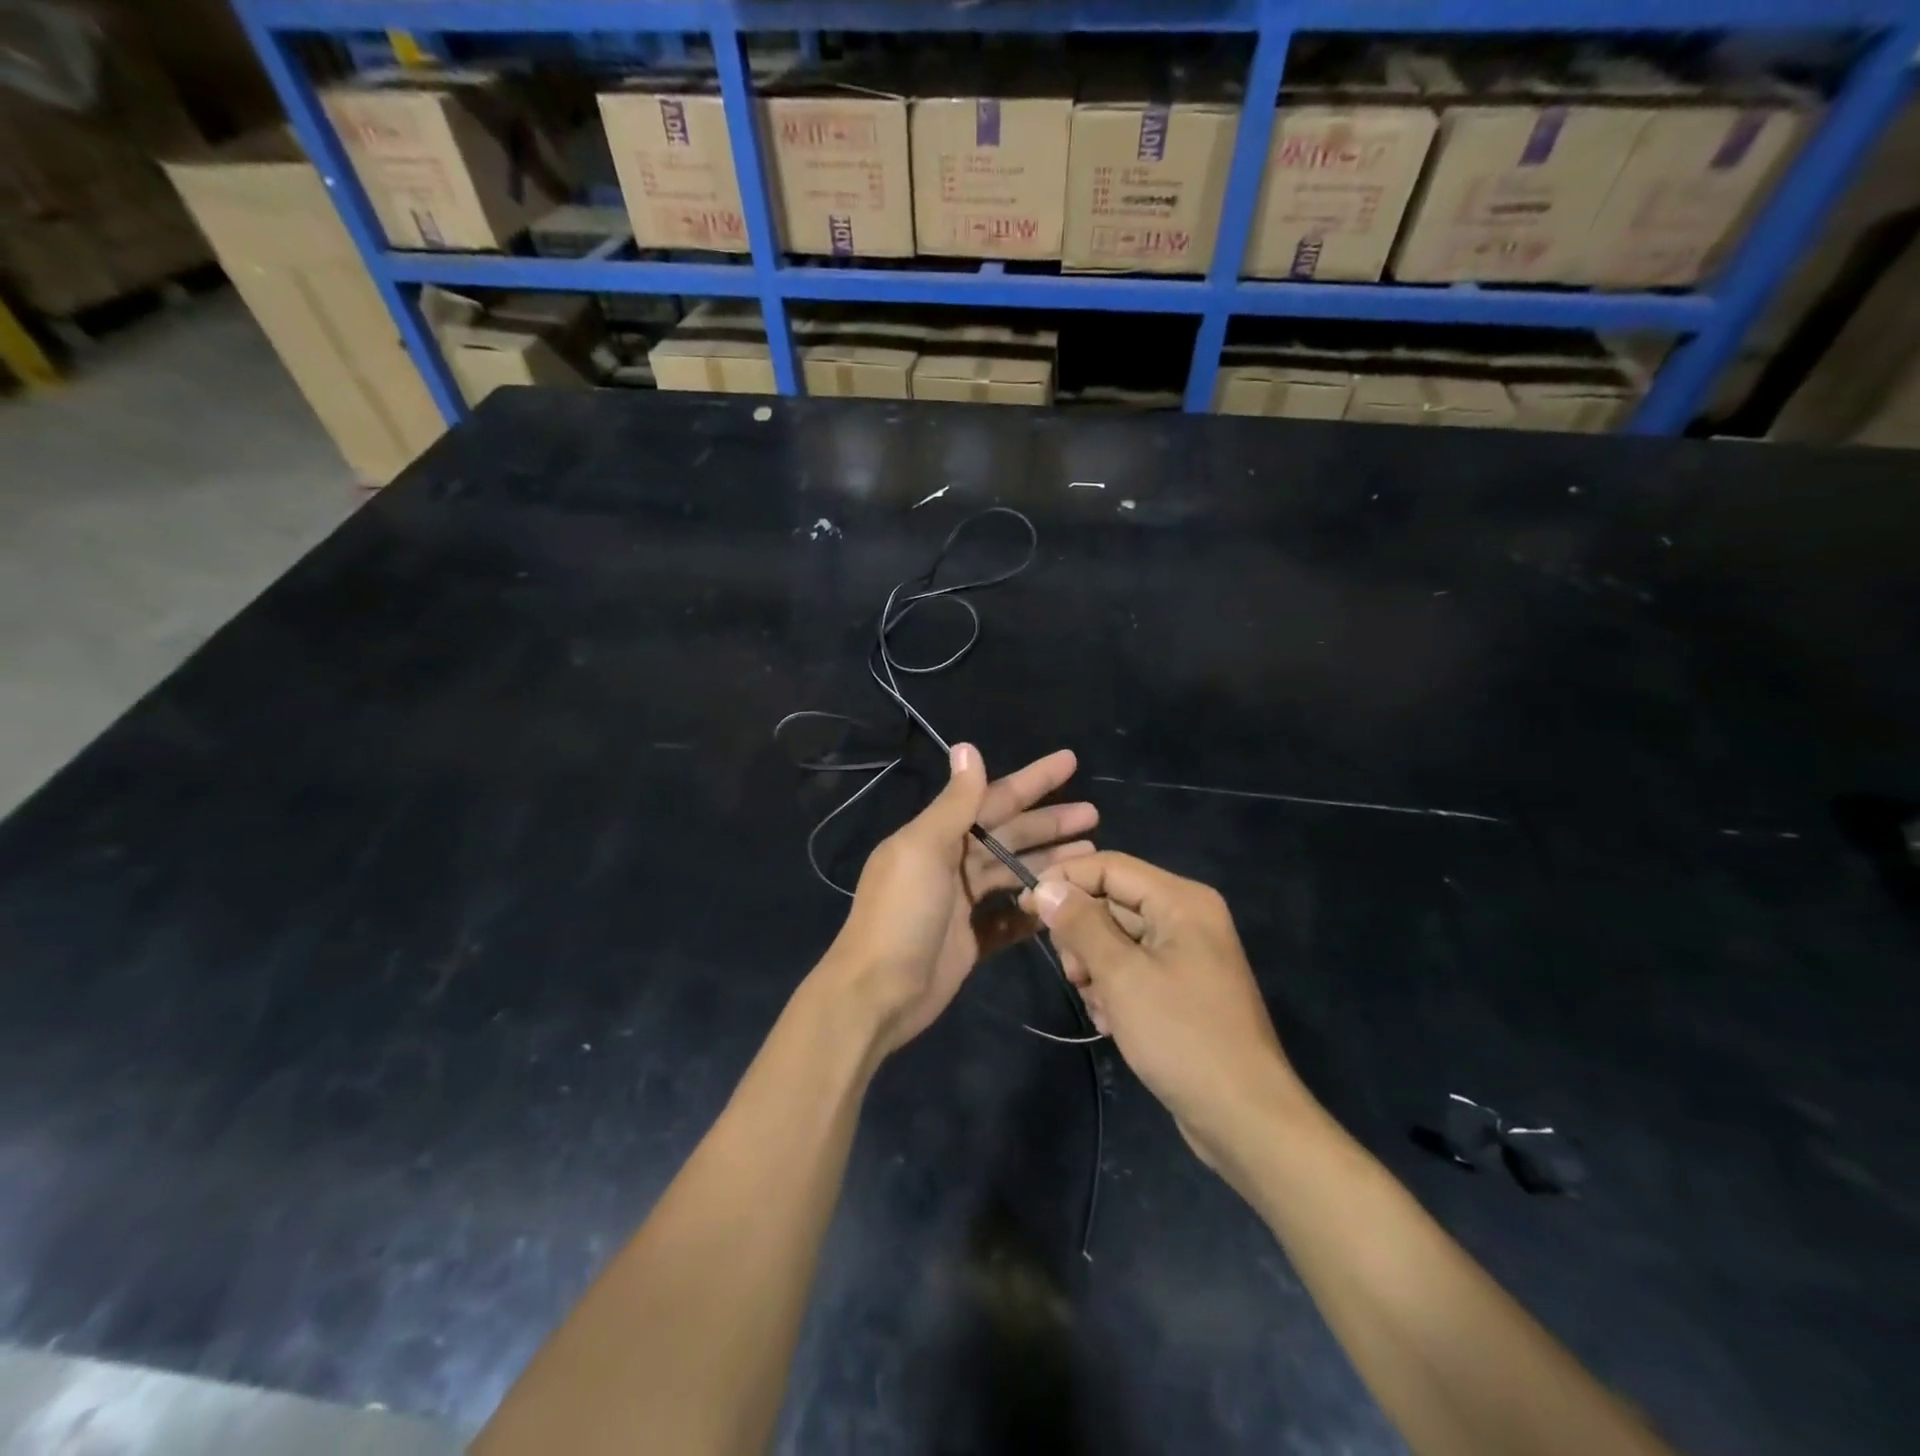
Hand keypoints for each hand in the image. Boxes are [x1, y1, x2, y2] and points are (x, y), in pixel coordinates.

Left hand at [821, 745, 1096, 1056]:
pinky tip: (1065, 901)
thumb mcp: (924, 850)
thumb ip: (954, 803)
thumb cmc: (901, 915)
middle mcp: (951, 863)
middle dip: (1049, 823)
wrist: (877, 994)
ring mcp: (962, 903)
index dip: (1032, 780)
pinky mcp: (972, 939)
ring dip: (1049, 862)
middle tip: (1094, 814)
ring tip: (1091, 853)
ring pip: (1014, 873)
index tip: (1070, 762)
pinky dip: (1033, 910)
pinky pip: (1011, 918)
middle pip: (1010, 835)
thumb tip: (967, 747)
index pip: (993, 798)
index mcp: (937, 836)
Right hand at [1022, 853, 1300, 1170]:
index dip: (1065, 880)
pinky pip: (1132, 968)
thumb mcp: (1122, 976)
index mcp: (1181, 901)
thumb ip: (1081, 925)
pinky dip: (1114, 989)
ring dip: (1095, 968)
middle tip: (1073, 973)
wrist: (1244, 1118)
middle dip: (1082, 935)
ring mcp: (1186, 954)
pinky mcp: (1181, 987)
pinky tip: (1112, 1021)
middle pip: (1112, 902)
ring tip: (1097, 1004)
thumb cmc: (1182, 1036)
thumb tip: (1046, 888)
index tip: (1026, 907)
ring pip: (1117, 939)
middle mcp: (1186, 917)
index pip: (1110, 867)